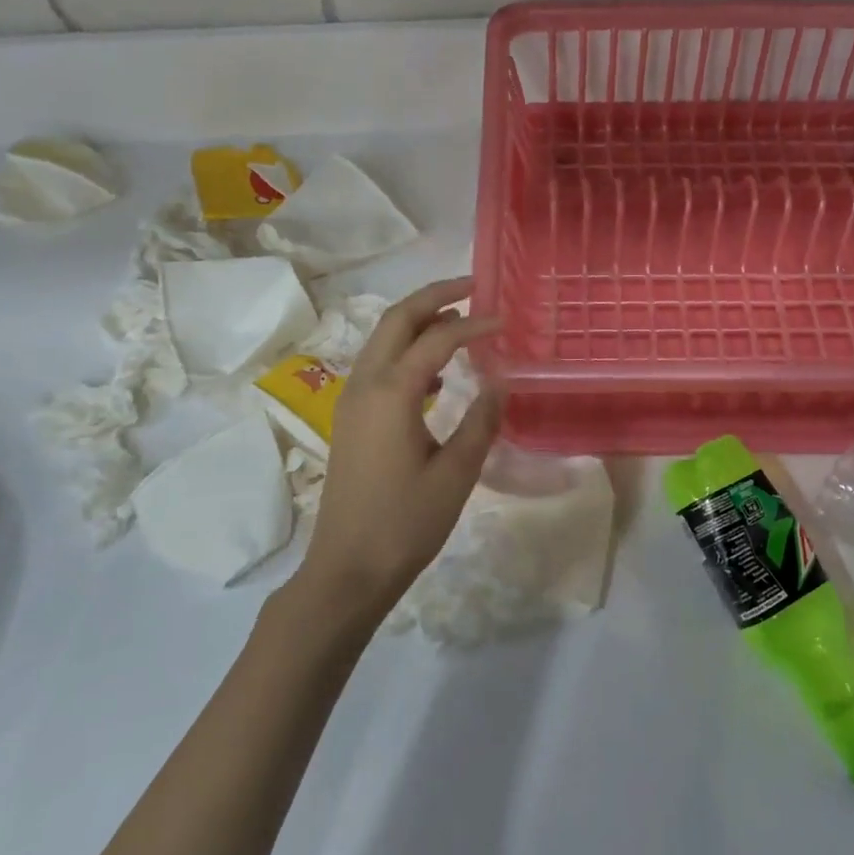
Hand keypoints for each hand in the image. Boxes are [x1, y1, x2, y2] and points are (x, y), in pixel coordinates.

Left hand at [295, 277, 505, 620]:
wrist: (348, 568)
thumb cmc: (405, 523)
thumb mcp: (456, 474)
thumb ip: (481, 421)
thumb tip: (500, 383)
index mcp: (391, 392)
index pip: (436, 339)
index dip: (473, 324)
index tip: (506, 319)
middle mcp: (364, 384)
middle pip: (396, 319)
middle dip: (434, 296)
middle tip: (473, 286)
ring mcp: (352, 400)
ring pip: (383, 339)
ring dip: (418, 321)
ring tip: (460, 320)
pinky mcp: (351, 418)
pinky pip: (379, 365)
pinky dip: (407, 350)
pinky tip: (436, 372)